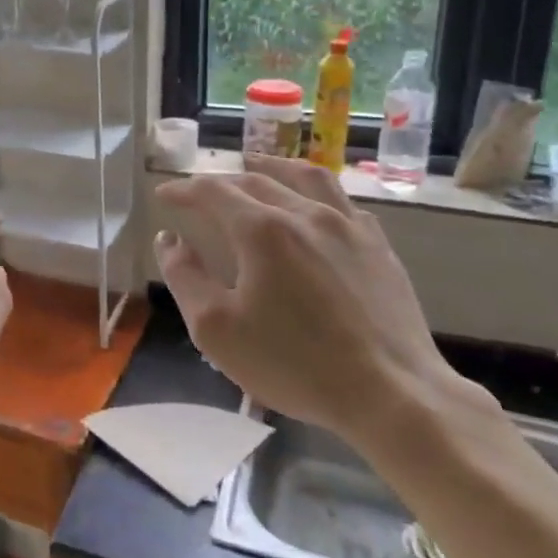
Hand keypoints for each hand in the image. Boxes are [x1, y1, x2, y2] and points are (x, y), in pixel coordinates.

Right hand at [153, 155, 471, 448]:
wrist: (392, 394)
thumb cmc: (294, 364)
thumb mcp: (216, 329)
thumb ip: (185, 277)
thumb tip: (169, 240)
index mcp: (262, 230)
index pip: (213, 192)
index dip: (184, 189)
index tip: (164, 194)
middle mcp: (305, 213)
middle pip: (255, 181)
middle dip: (220, 181)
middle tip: (199, 190)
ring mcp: (348, 226)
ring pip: (304, 177)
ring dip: (271, 167)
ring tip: (256, 164)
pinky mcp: (378, 246)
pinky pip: (341, 200)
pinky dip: (314, 191)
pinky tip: (313, 204)